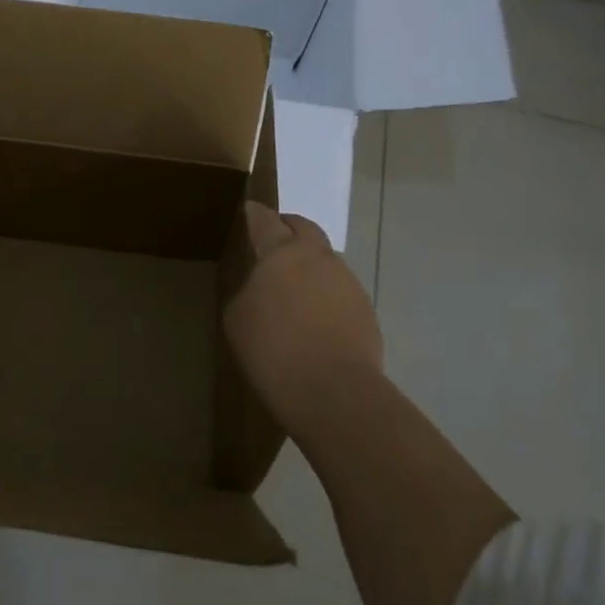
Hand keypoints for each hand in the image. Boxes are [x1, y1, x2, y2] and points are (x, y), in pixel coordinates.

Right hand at [224, 202, 383, 435]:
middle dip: (289, 229)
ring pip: (326, 261)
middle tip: (275, 241)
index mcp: (281, 252)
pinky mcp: (367, 311)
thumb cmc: (273, 350)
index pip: (264, 220)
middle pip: (304, 229)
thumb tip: (261, 289)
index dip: (255, 214)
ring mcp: (348, 282)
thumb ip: (248, 291)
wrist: (334, 393)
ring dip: (311, 266)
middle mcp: (318, 257)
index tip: (249, 211)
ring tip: (296, 291)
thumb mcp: (238, 318)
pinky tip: (316, 323)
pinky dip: (327, 297)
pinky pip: (340, 292)